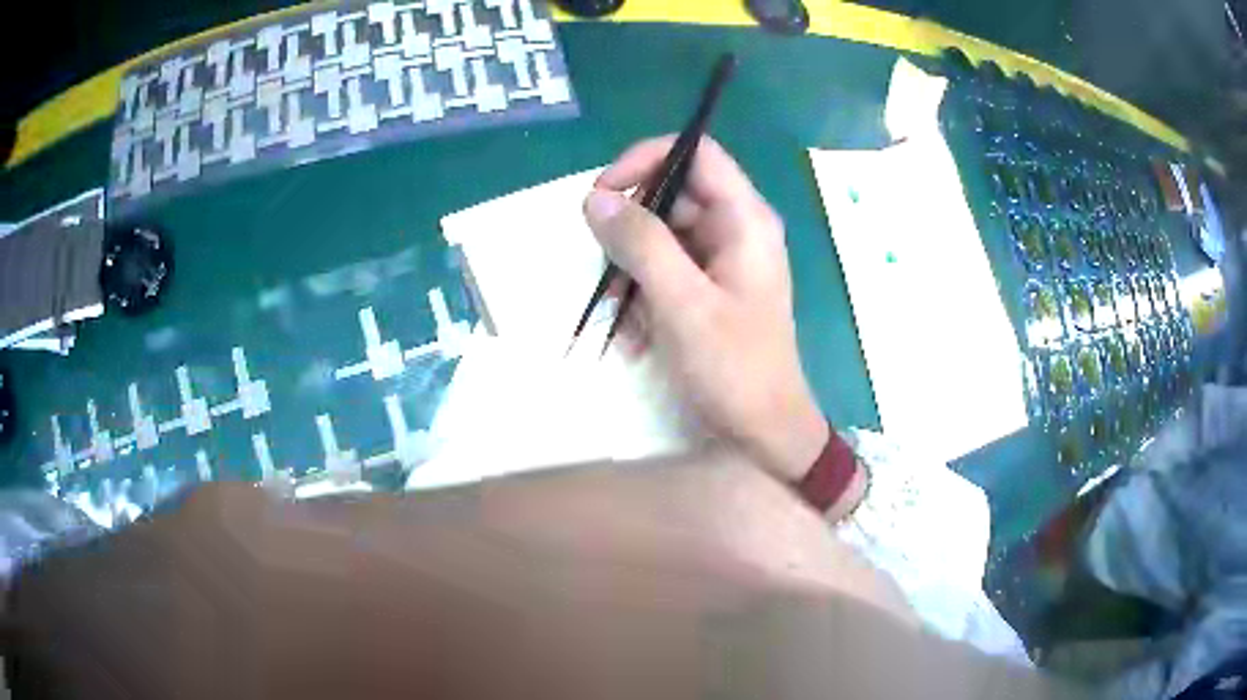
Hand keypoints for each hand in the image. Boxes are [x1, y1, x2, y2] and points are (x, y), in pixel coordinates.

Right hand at [583, 136, 827, 481]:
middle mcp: (735, 230)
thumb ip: (641, 244)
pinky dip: (642, 297)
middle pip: (671, 195)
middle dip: (631, 230)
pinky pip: (663, 272)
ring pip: (659, 237)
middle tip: (608, 269)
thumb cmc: (734, 367)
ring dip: (631, 272)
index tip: (603, 193)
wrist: (763, 432)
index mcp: (745, 219)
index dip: (645, 160)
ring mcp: (720, 261)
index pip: (695, 153)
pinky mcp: (706, 289)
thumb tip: (595, 198)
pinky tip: (637, 336)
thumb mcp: (683, 303)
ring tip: (623, 318)